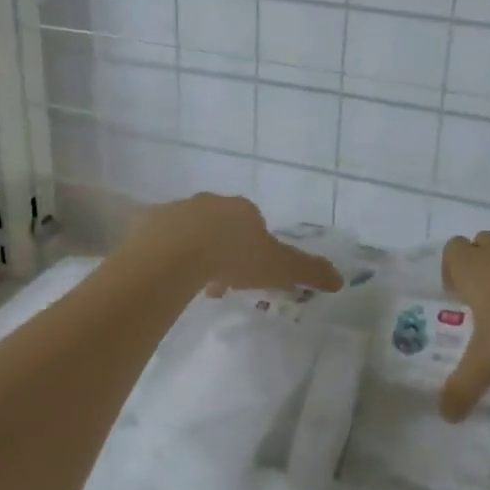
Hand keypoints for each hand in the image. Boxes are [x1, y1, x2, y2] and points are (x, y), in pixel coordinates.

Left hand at [118, 194, 342, 298]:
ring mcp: (177, 210)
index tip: (249, 276)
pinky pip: (159, 240)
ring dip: (194, 254)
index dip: (254, 251)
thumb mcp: (279, 267)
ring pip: (190, 232)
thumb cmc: (234, 257)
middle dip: (223, 251)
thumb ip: (309, 271)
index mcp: (243, 210)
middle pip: (221, 227)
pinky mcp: (148, 223)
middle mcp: (210, 203)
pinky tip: (167, 277)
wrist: (175, 254)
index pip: (254, 225)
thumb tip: (340, 279)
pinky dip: (165, 255)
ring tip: (193, 286)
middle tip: (221, 283)